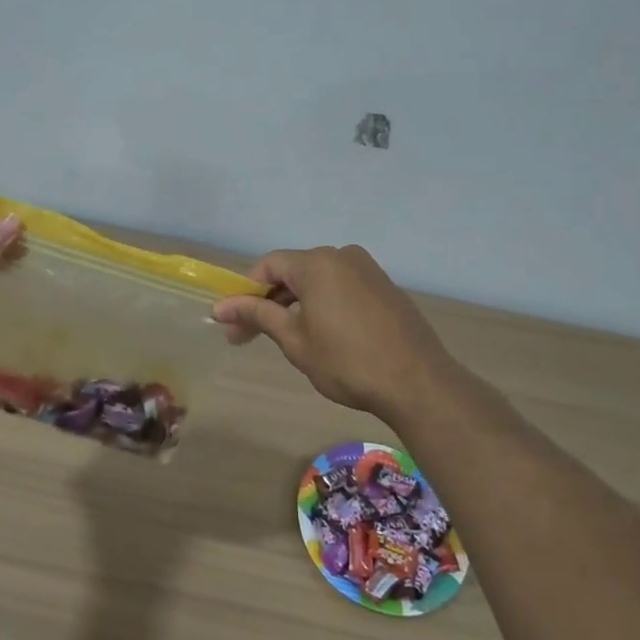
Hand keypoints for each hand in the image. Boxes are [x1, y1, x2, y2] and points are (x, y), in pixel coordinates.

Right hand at [212, 245, 458, 421]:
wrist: (418, 383)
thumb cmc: (347, 362)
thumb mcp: (295, 340)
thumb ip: (258, 315)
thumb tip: (221, 307)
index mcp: (317, 263)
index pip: (268, 265)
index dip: (245, 291)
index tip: (233, 323)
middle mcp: (342, 256)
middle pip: (293, 271)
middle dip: (269, 301)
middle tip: (250, 336)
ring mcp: (368, 270)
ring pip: (319, 280)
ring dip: (296, 304)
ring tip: (287, 338)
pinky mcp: (386, 288)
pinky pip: (343, 288)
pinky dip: (324, 304)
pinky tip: (323, 334)